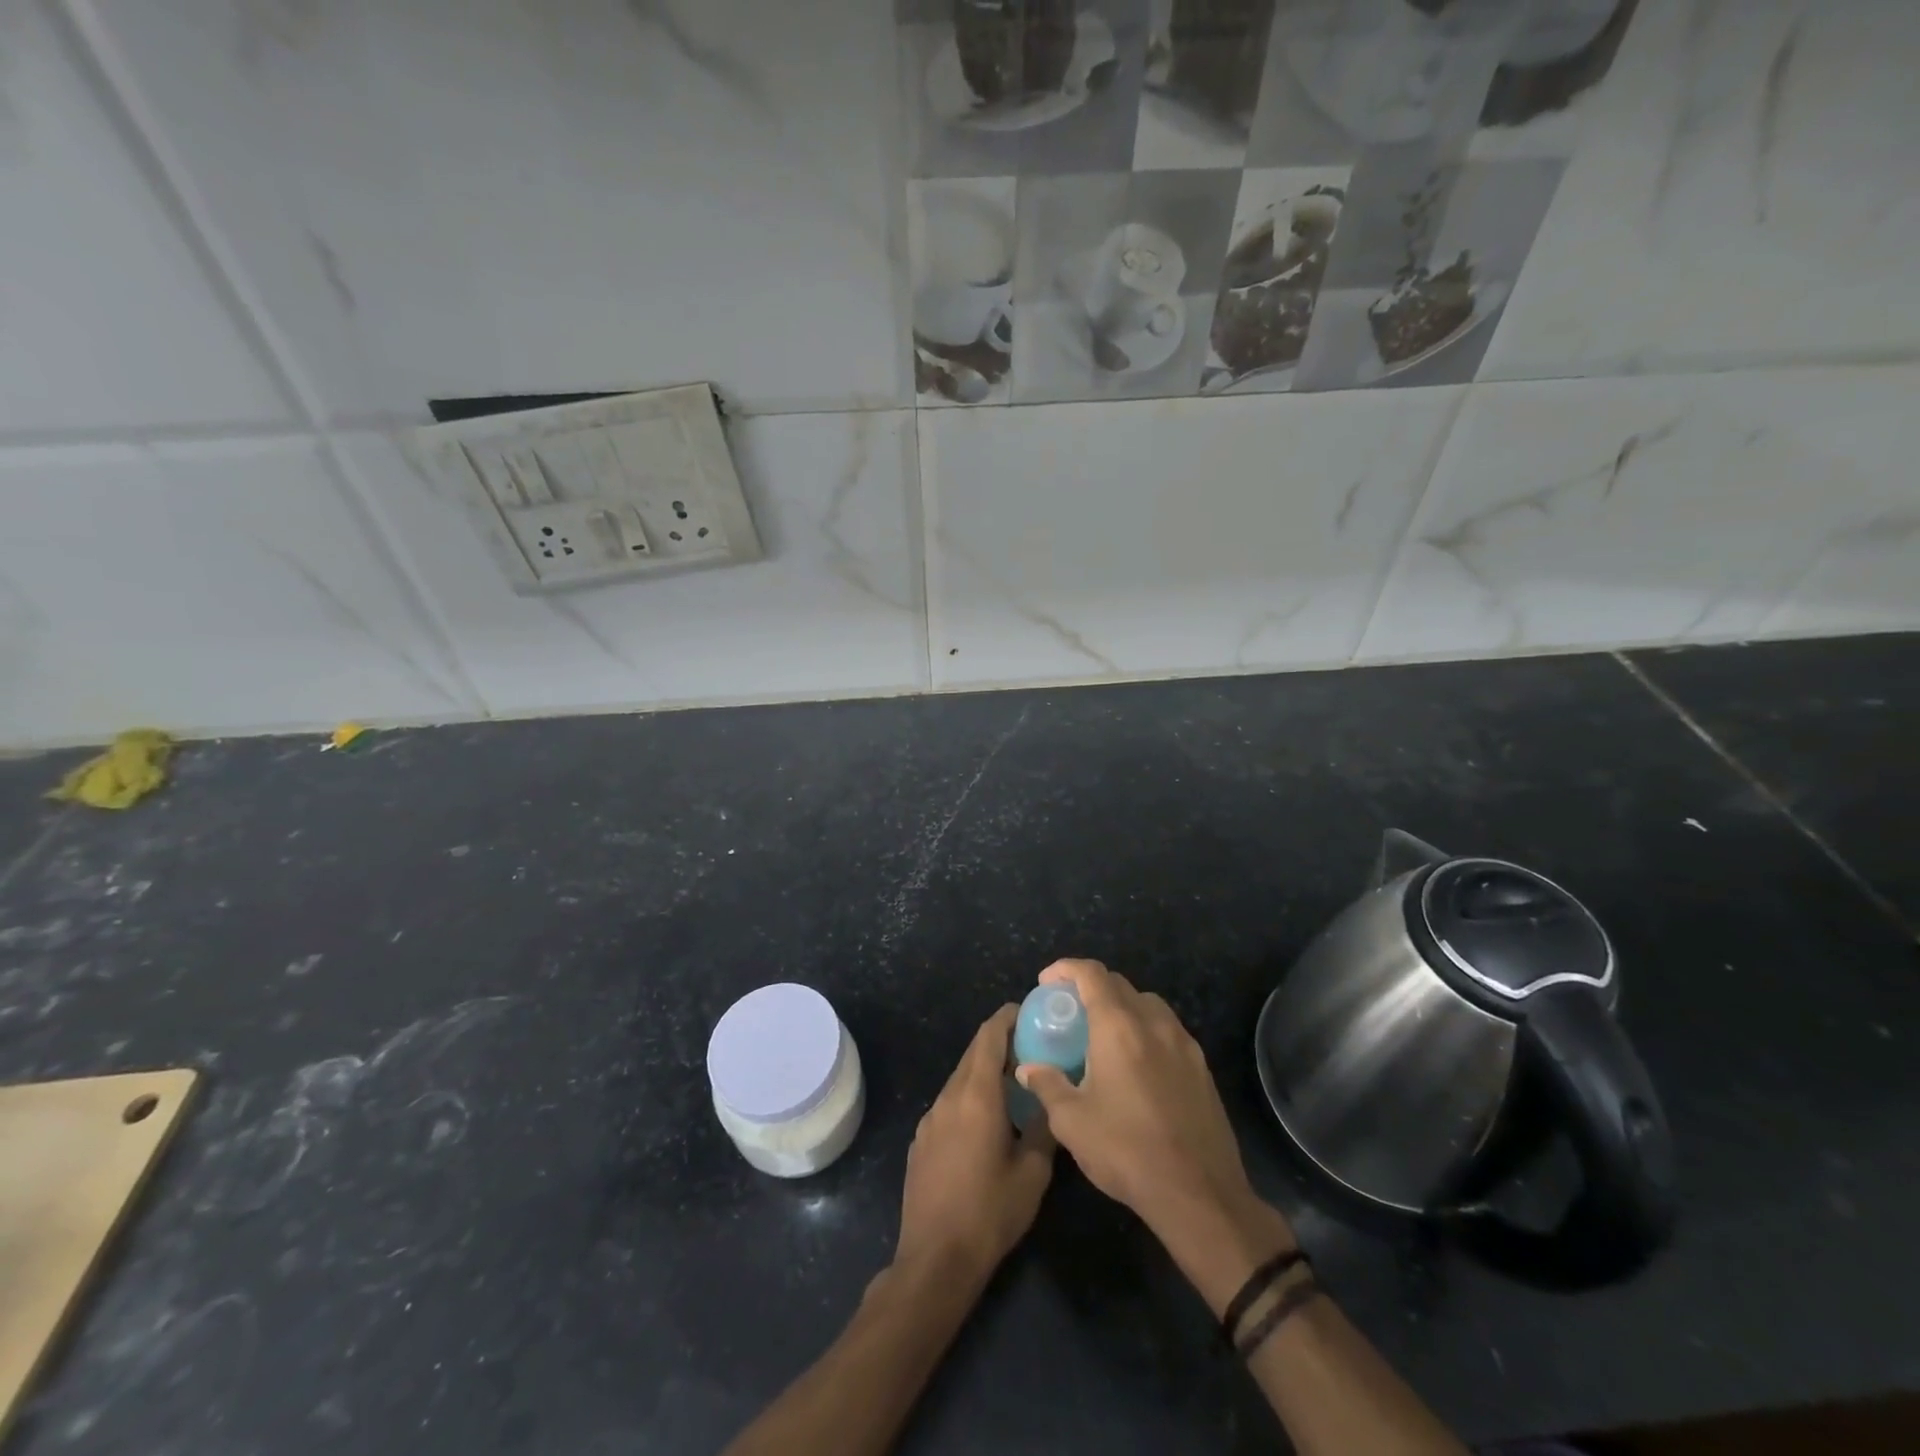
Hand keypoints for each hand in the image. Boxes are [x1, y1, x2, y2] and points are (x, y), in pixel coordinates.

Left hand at [895, 1005, 1055, 1283]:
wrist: (935, 1259)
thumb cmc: (990, 1212)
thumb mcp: (1032, 1173)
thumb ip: (1044, 1129)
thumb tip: (1051, 1103)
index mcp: (976, 1095)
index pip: (989, 1036)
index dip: (1007, 1018)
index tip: (1029, 1012)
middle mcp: (949, 1096)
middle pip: (973, 1053)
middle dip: (999, 1043)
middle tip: (1031, 1046)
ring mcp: (930, 1118)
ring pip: (960, 1079)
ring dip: (984, 1072)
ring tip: (1013, 1084)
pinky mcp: (921, 1140)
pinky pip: (949, 1104)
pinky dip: (969, 1097)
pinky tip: (987, 1122)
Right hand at [1016, 960, 1287, 1263]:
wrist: (1199, 1194)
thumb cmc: (1126, 1151)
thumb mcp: (1072, 1122)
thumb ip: (1047, 1085)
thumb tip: (1027, 1068)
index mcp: (1119, 1027)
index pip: (1092, 974)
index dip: (1066, 969)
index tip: (1046, 982)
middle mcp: (1154, 1023)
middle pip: (1120, 984)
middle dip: (1091, 987)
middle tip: (1070, 1011)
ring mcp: (1183, 1044)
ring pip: (1148, 1004)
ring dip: (1122, 1006)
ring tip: (1102, 1035)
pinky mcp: (1201, 1067)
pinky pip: (1168, 1030)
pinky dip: (1145, 1030)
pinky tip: (1135, 1064)